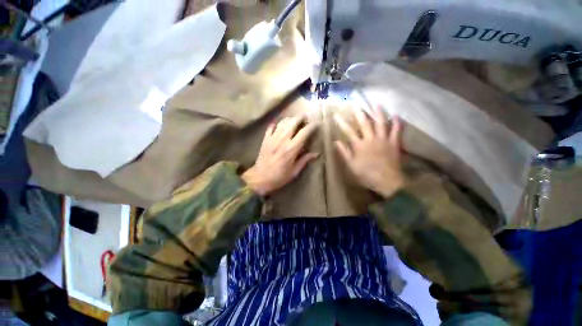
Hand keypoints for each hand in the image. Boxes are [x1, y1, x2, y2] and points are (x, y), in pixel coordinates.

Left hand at [242, 117, 318, 195]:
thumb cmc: (279, 177)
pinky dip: (276, 124)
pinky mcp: (265, 139)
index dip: (312, 126)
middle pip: (293, 122)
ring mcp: (273, 138)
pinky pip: (271, 127)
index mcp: (292, 148)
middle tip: (305, 117)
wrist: (259, 178)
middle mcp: (283, 139)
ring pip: (282, 122)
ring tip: (294, 120)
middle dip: (300, 117)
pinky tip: (279, 125)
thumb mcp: (294, 171)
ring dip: (290, 119)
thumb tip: (316, 154)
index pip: (304, 132)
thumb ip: (305, 160)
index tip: (317, 123)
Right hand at [334, 106, 405, 198]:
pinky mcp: (394, 143)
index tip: (336, 114)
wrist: (387, 181)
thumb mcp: (351, 165)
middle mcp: (371, 139)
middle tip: (355, 103)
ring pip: (381, 123)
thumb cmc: (367, 174)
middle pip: (364, 123)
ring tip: (376, 103)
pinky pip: (396, 131)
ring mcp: (384, 140)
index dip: (341, 122)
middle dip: (358, 112)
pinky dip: (397, 123)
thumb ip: (344, 152)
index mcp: (359, 145)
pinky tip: (396, 115)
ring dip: (378, 112)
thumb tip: (336, 141)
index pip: (348, 131)